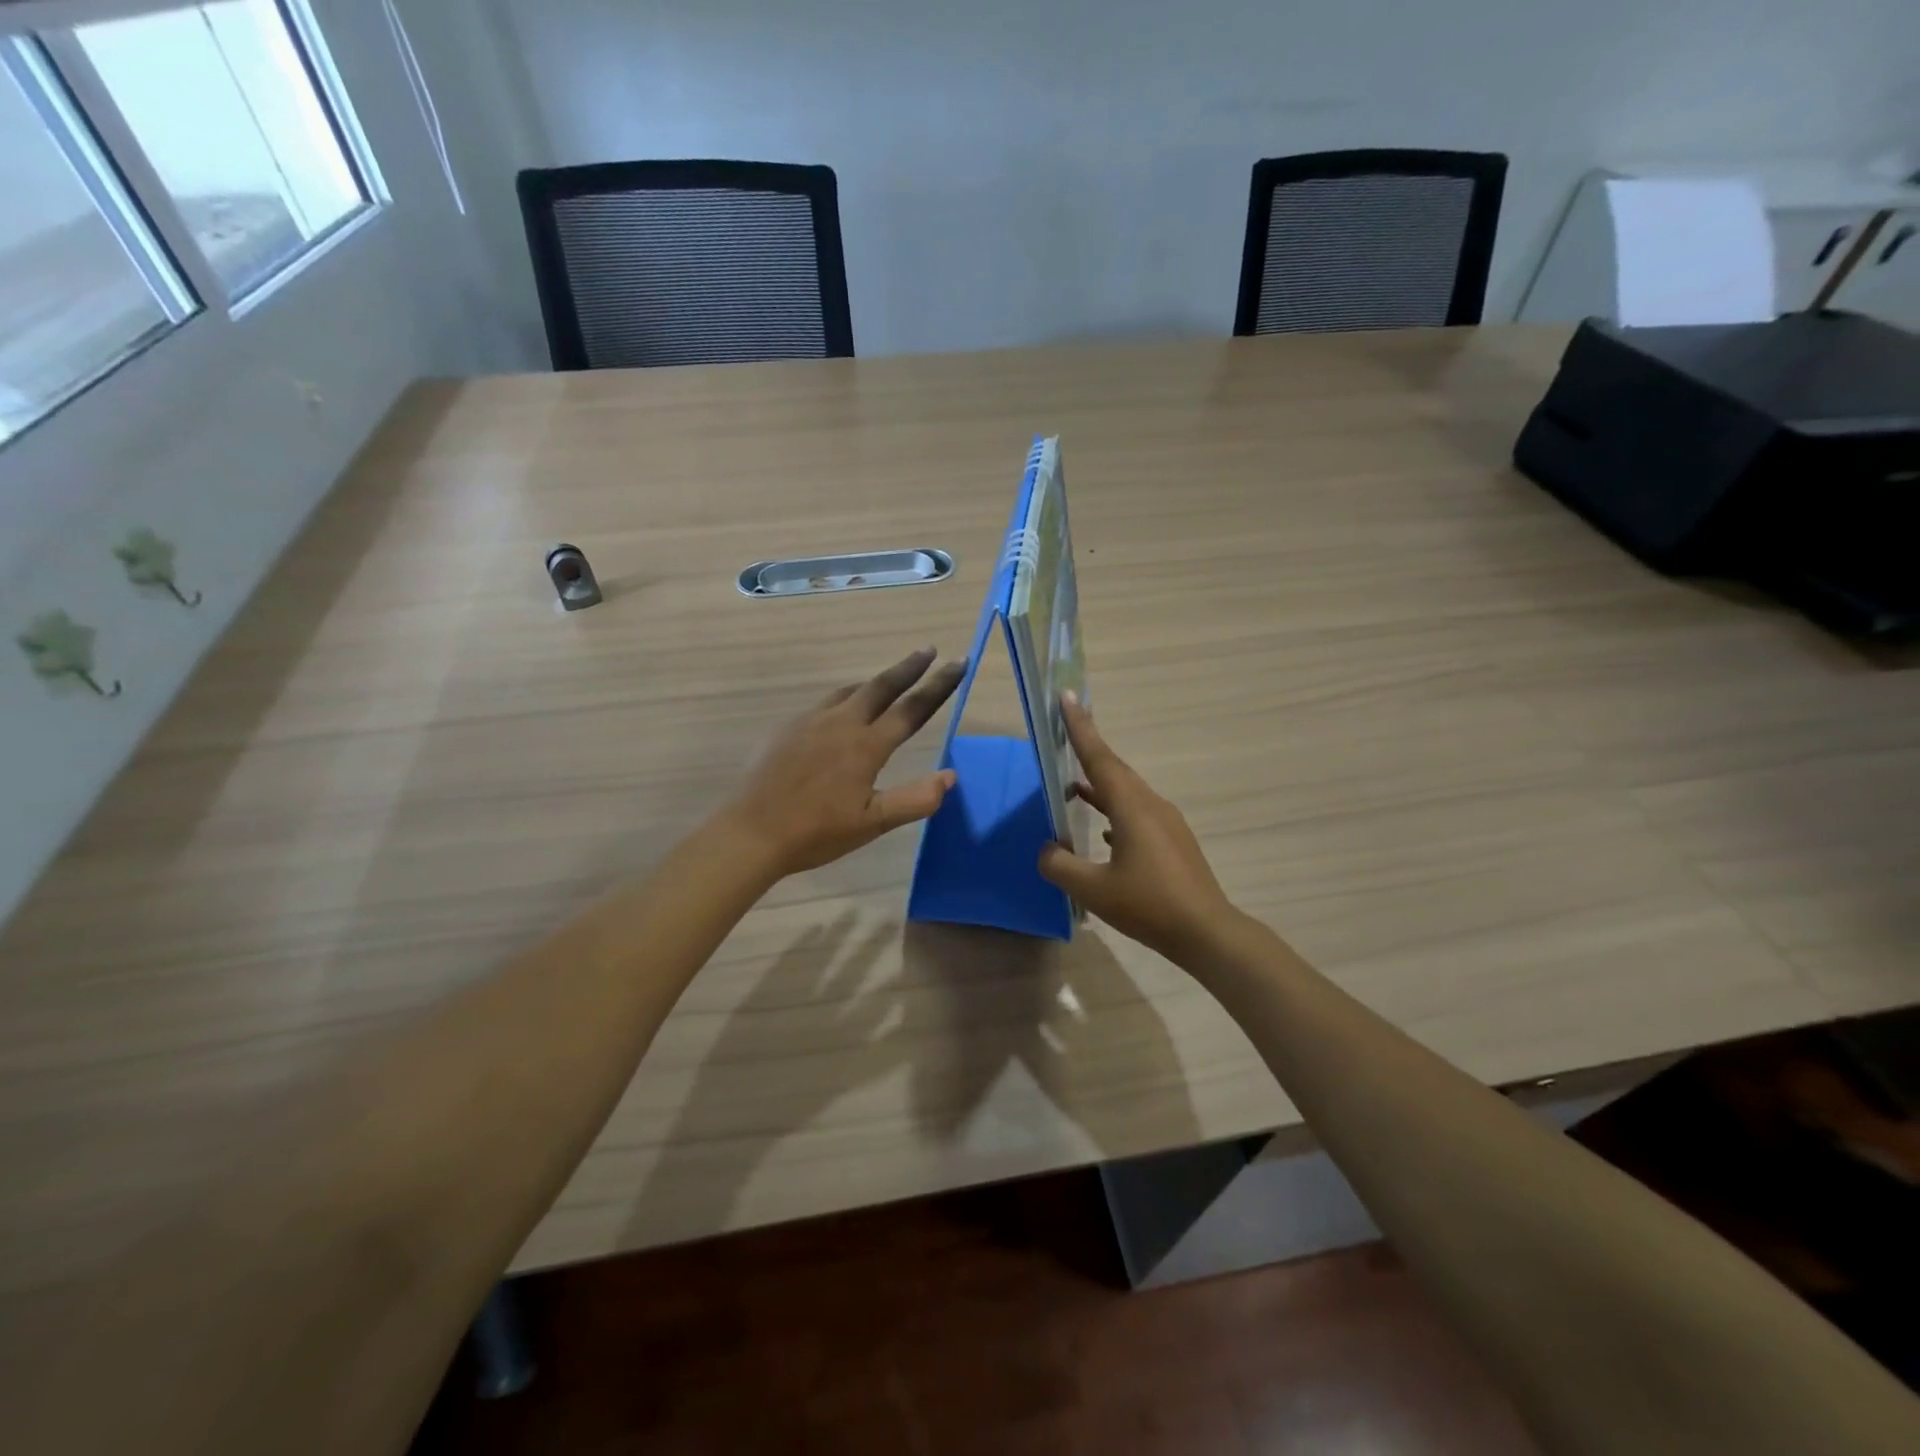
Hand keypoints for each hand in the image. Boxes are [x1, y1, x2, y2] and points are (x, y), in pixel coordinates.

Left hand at [724, 647, 965, 877]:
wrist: (752, 832)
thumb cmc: (817, 832)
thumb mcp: (873, 824)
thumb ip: (915, 799)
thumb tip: (950, 776)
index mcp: (866, 746)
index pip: (912, 709)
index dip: (939, 685)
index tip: (959, 663)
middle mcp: (841, 723)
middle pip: (881, 686)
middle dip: (909, 667)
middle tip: (929, 650)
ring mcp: (811, 722)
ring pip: (851, 691)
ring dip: (875, 682)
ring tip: (890, 679)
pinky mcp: (788, 728)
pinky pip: (826, 703)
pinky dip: (846, 698)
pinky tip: (842, 712)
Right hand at [1037, 693, 1237, 964]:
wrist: (1207, 932)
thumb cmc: (1148, 905)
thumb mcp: (1093, 889)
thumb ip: (1060, 866)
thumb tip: (1047, 849)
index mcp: (1132, 807)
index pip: (1099, 758)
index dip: (1080, 728)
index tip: (1068, 697)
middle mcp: (1151, 805)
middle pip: (1114, 770)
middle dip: (1088, 750)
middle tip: (1065, 732)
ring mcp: (1166, 823)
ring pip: (1126, 793)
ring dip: (1099, 786)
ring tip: (1073, 787)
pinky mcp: (1172, 842)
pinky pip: (1136, 813)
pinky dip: (1114, 811)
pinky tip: (1104, 833)